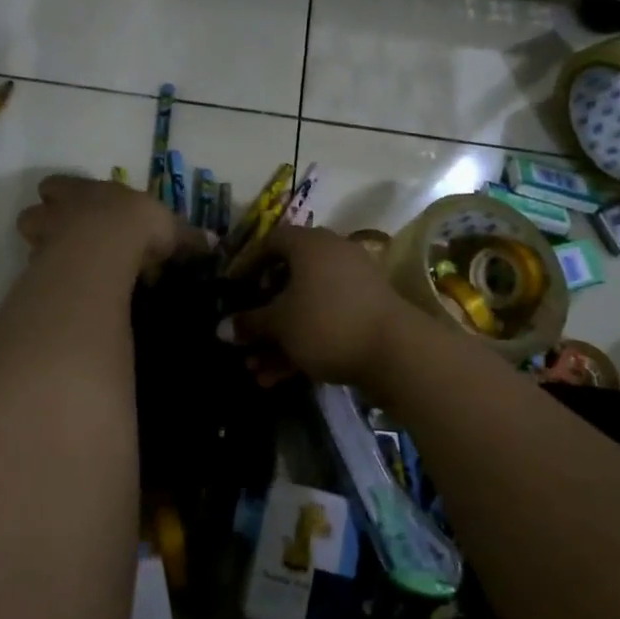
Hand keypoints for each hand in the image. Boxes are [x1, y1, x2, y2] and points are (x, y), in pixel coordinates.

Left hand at [16, 175, 210, 277]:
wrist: (106, 246)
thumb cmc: (136, 226)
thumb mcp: (169, 228)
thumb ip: (186, 237)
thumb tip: (213, 243)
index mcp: (85, 192)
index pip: (60, 186)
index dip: (66, 195)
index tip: (79, 207)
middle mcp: (59, 211)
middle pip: (35, 212)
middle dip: (46, 222)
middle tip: (66, 238)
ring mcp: (44, 239)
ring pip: (30, 239)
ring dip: (43, 249)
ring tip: (64, 267)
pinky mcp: (39, 269)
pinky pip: (36, 272)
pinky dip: (46, 280)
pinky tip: (63, 290)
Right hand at [221, 224, 419, 386]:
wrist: (397, 352)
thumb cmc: (326, 323)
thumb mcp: (280, 324)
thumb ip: (250, 323)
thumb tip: (222, 328)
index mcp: (309, 244)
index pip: (270, 241)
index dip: (247, 263)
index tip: (231, 287)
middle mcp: (331, 255)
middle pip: (287, 279)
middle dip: (261, 314)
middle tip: (243, 335)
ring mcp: (352, 284)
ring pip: (305, 307)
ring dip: (278, 338)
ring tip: (256, 370)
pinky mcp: (366, 312)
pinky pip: (325, 321)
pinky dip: (302, 343)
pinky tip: (279, 377)